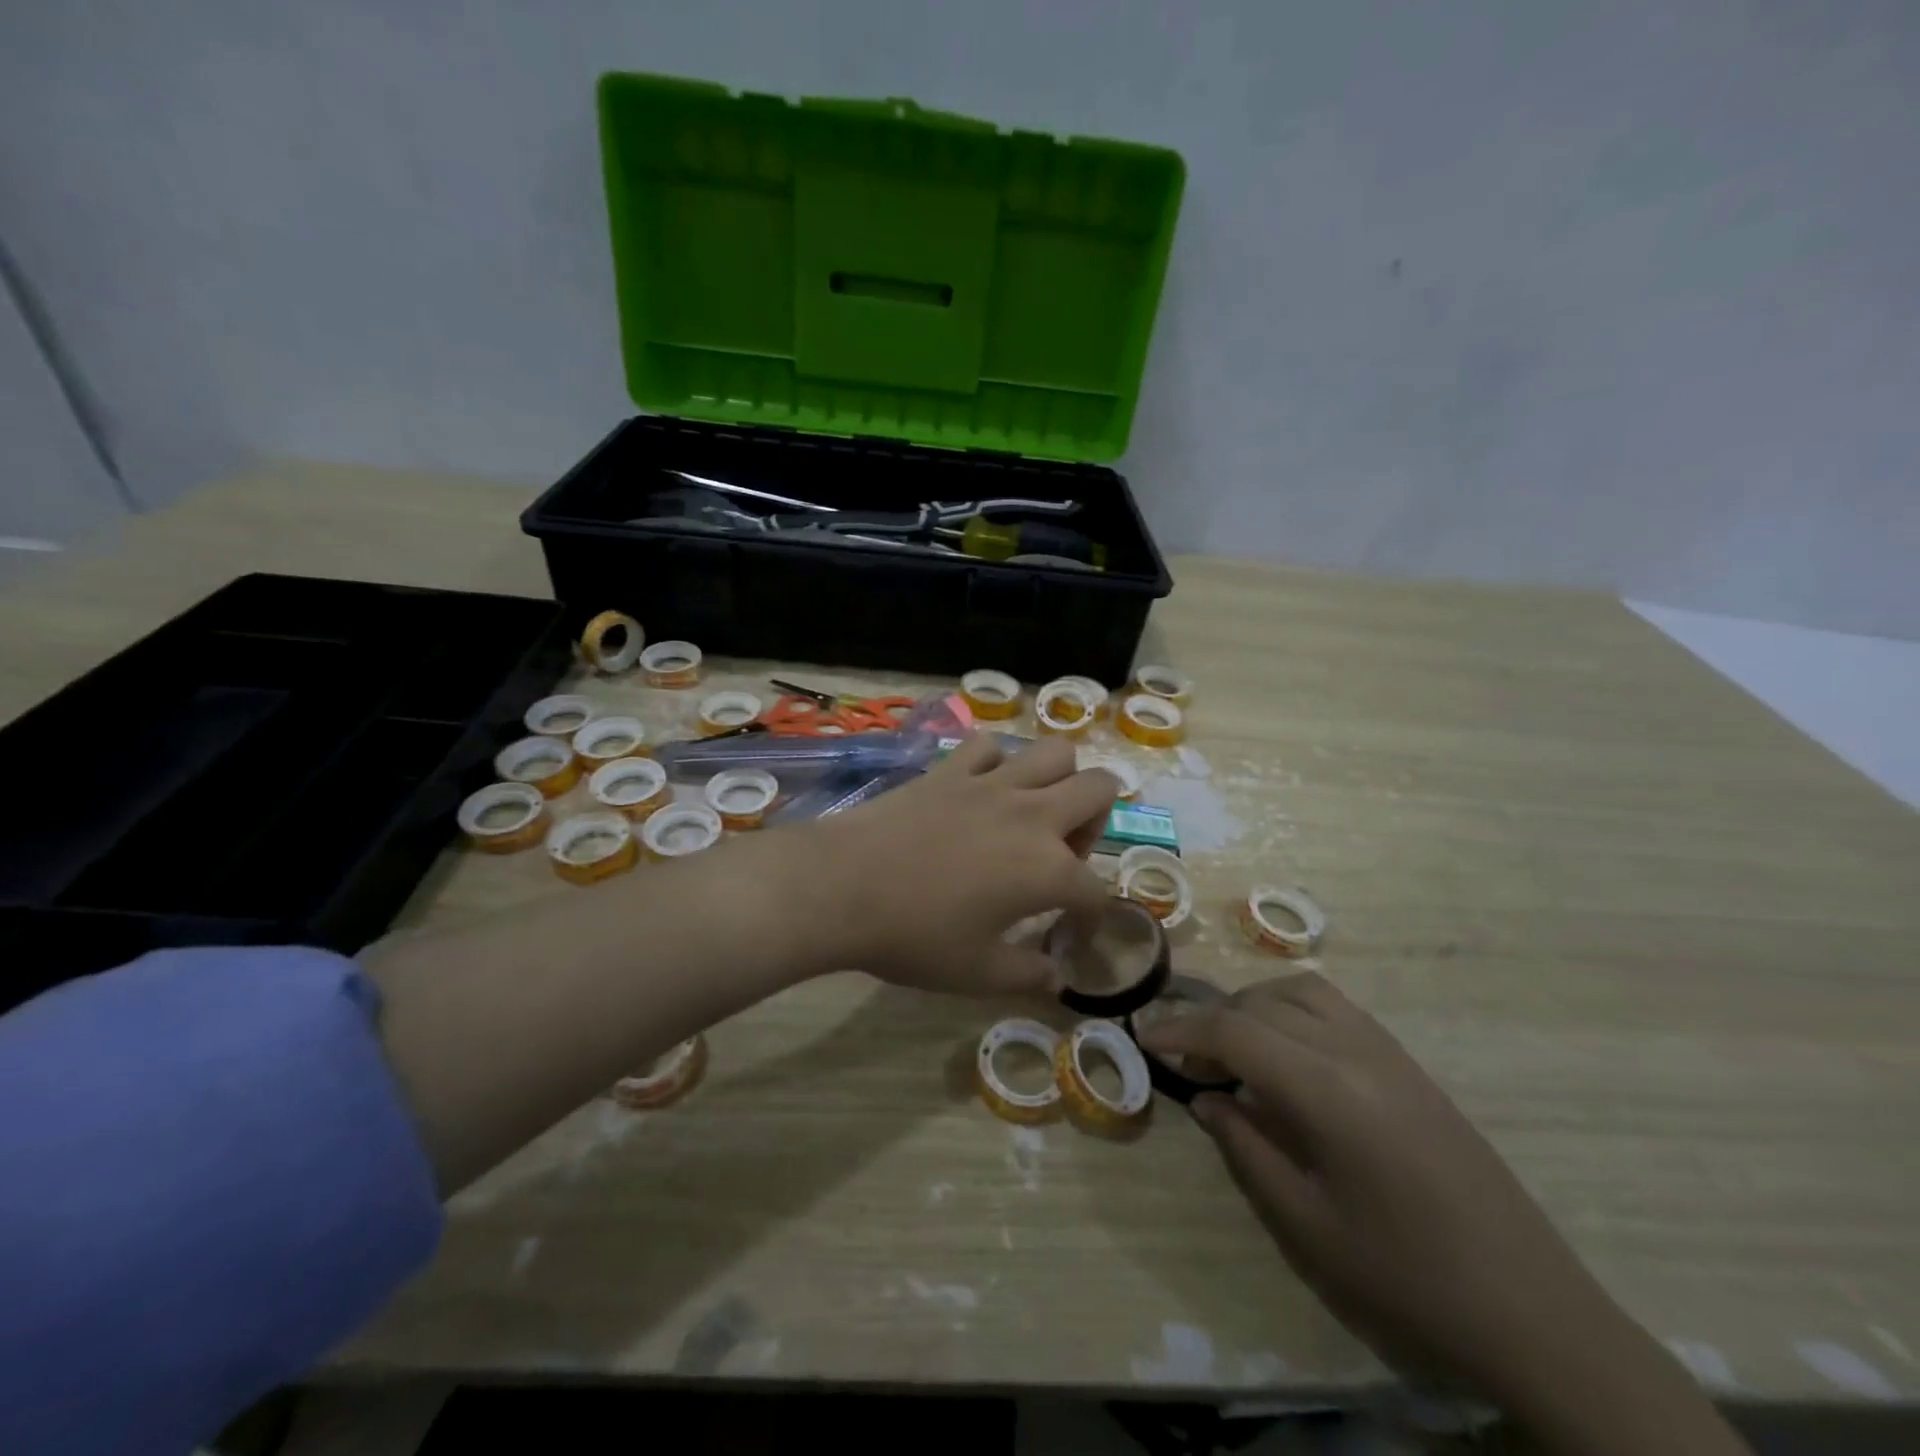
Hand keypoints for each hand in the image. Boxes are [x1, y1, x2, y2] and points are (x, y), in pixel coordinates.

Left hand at [789, 734, 1116, 996]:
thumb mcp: (977, 974)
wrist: (841, 887)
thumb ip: (1027, 976)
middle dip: (1097, 821)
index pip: (1096, 890)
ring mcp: (991, 784)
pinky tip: (979, 791)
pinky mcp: (950, 769)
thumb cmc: (913, 936)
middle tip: (1061, 853)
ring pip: (1055, 752)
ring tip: (1032, 812)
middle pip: (1100, 788)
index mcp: (1048, 870)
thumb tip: (1056, 978)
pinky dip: (995, 764)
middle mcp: (1032, 816)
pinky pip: (989, 748)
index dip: (1092, 915)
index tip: (1074, 931)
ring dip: (1058, 779)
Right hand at [1139, 976, 1747, 1455]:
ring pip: (1302, 990)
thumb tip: (1206, 1099)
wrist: (1534, 1311)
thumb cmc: (1408, 1277)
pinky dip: (1293, 1010)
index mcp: (1328, 1090)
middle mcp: (1357, 1050)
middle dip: (1211, 1020)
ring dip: (1255, 1005)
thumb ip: (1247, 1148)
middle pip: (1262, 1003)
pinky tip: (1286, 1054)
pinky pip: (1336, 1008)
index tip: (1144, 1038)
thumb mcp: (1309, 1225)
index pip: (1234, 1031)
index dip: (1181, 1029)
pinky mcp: (1410, 1064)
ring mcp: (1389, 1052)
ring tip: (1233, 1048)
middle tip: (1184, 1058)